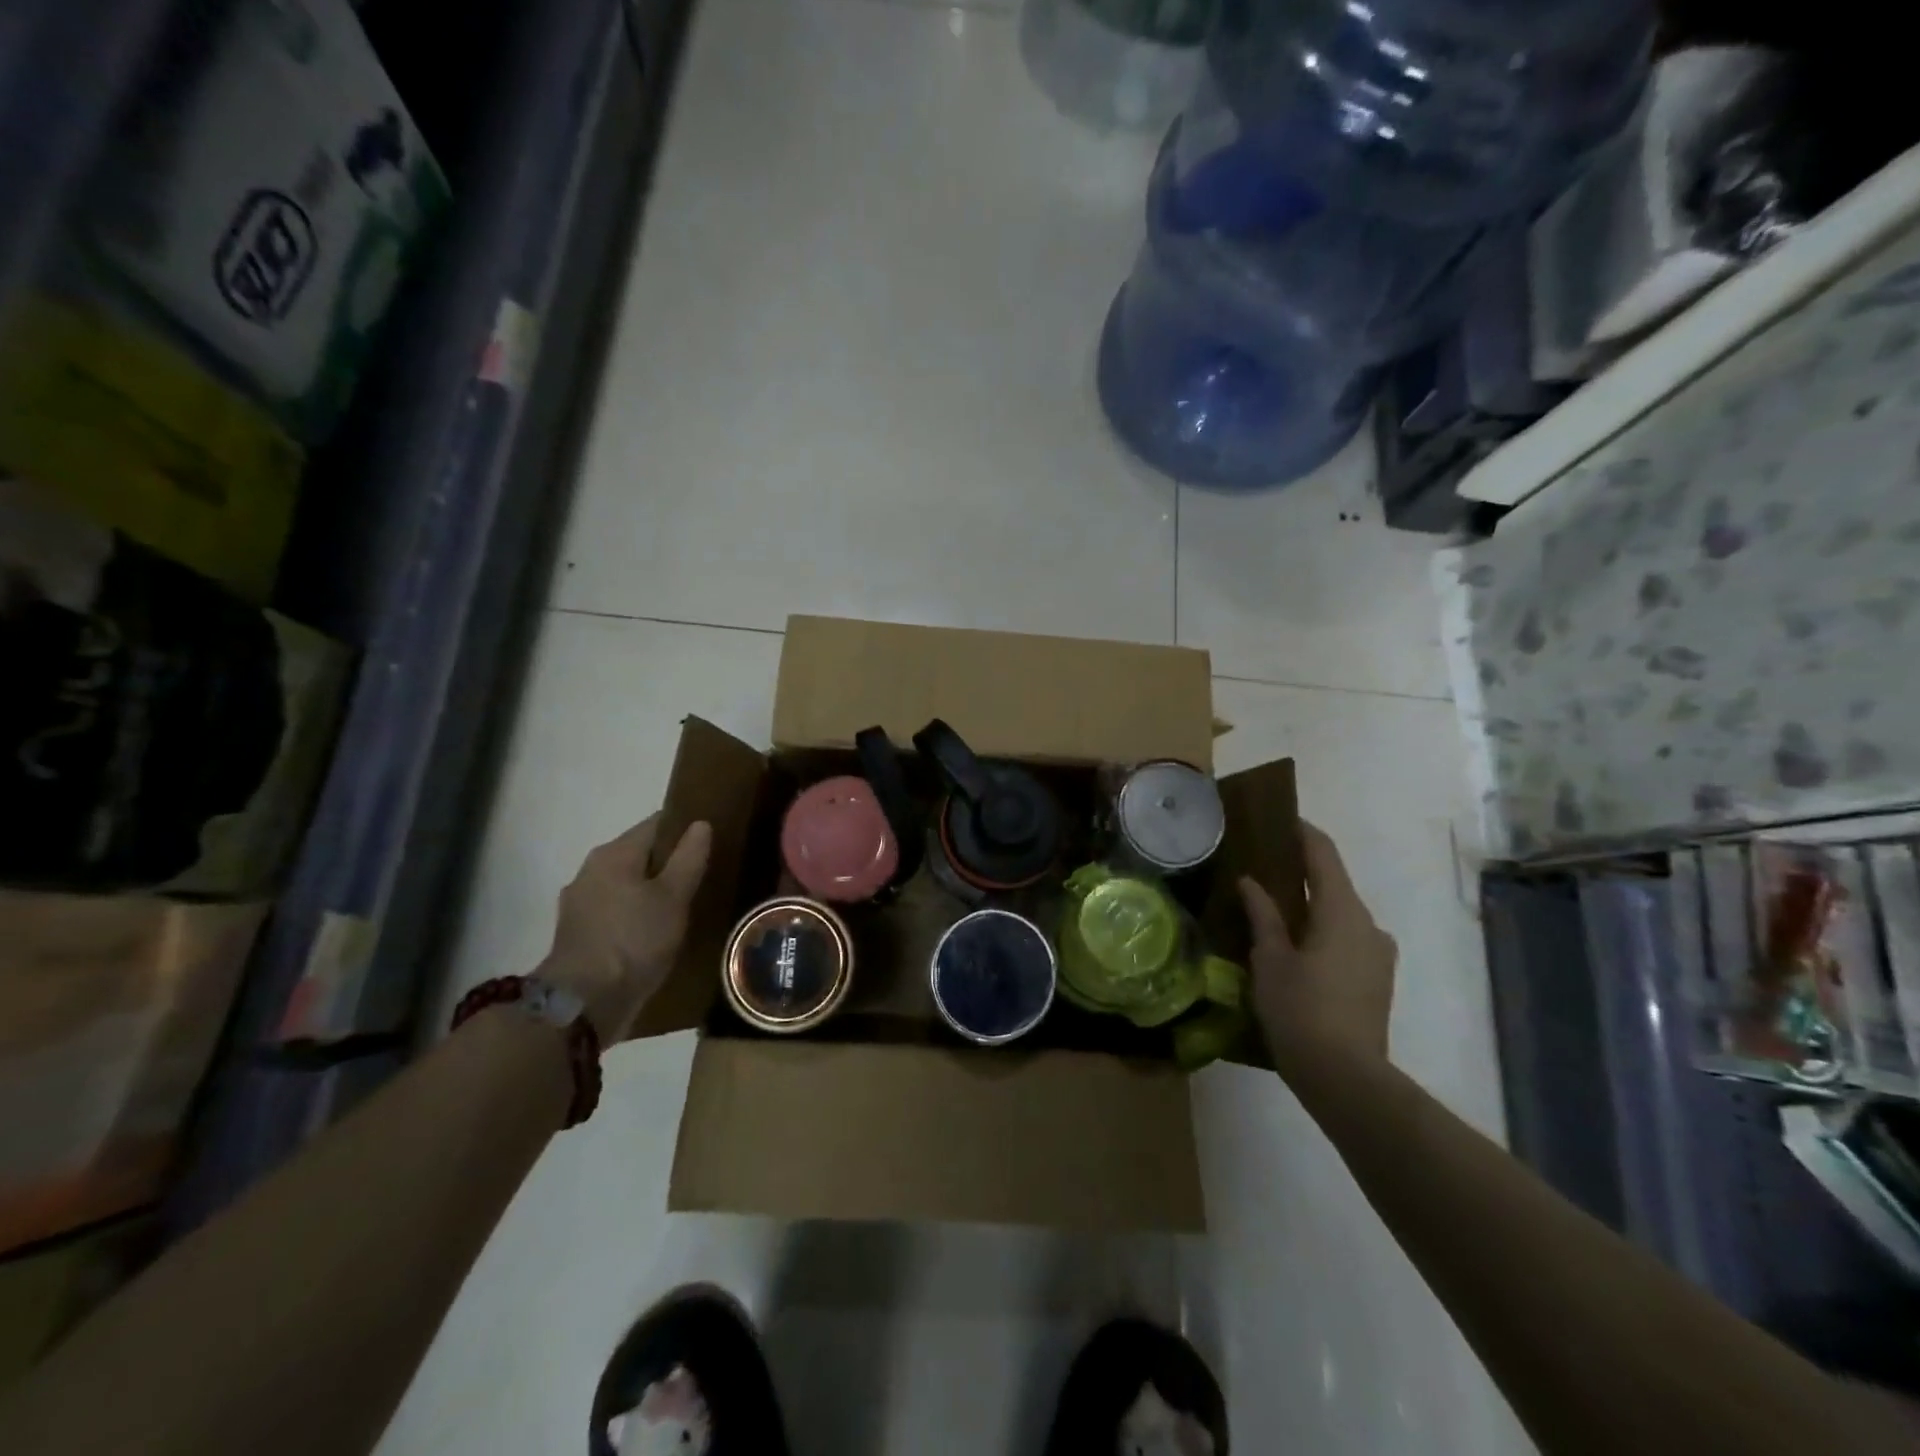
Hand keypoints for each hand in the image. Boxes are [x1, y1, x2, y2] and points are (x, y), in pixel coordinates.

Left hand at [536, 815, 711, 1043]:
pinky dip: (634, 913)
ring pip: (626, 883)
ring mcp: (580, 902)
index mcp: (614, 853)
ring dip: (650, 890)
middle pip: (639, 854)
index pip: (656, 824)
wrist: (583, 1003)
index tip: (710, 841)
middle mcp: (591, 869)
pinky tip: (654, 931)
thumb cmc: (634, 940)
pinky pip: (615, 910)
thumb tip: (700, 824)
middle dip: (668, 862)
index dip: (684, 828)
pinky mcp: (577, 933)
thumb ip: (689, 857)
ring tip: (682, 905)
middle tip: (702, 875)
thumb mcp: (674, 897)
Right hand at [1239, 821, 1396, 1070]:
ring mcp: (1377, 954)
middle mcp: (1368, 925)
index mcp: (1342, 911)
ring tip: (1271, 908)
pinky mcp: (1376, 980)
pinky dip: (1320, 929)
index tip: (1277, 819)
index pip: (1323, 854)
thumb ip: (1262, 915)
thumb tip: (1251, 882)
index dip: (1302, 832)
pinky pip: (1345, 938)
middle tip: (1261, 865)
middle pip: (1333, 883)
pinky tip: (1292, 945)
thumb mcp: (1270, 959)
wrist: (1346, 1079)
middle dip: (1299, 871)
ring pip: (1339, 913)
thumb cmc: (1301, 1010)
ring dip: (1309, 904)